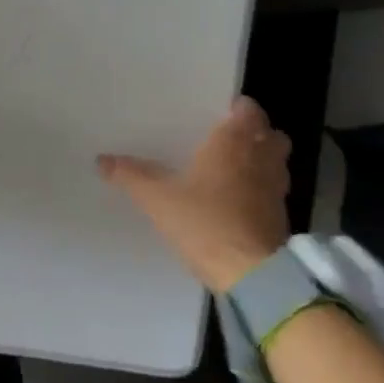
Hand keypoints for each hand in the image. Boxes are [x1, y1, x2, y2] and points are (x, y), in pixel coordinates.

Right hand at [99, 96, 291, 293]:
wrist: (251, 273)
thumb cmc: (204, 222)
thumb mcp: (157, 199)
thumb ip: (131, 176)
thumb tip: (101, 159)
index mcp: (234, 142)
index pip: (248, 110)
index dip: (237, 109)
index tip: (217, 113)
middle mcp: (261, 158)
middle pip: (270, 133)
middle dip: (254, 132)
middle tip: (226, 139)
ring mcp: (276, 188)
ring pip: (276, 162)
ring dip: (262, 160)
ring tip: (232, 168)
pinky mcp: (281, 217)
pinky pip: (273, 190)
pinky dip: (261, 188)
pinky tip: (237, 199)